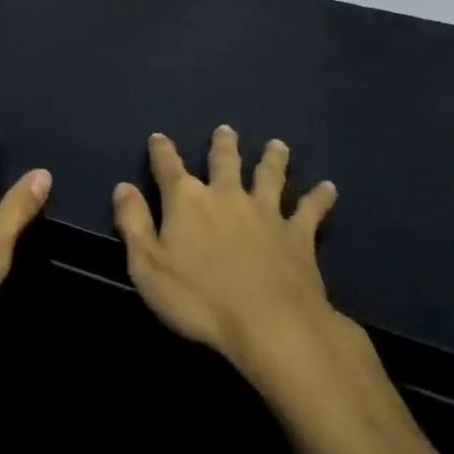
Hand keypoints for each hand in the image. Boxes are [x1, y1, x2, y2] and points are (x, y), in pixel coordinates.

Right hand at [113, 126, 344, 382]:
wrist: (270, 324)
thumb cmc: (199, 299)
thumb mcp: (147, 266)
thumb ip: (133, 223)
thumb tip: (123, 187)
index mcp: (187, 200)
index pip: (168, 166)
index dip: (161, 150)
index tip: (158, 137)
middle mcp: (226, 195)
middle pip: (224, 162)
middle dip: (223, 144)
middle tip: (226, 129)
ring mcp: (266, 212)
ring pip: (269, 176)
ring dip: (273, 159)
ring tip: (277, 145)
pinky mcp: (298, 235)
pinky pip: (310, 211)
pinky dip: (320, 198)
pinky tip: (329, 188)